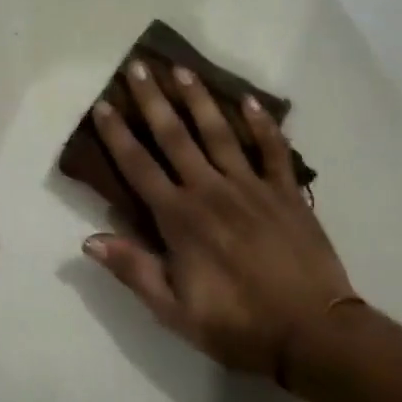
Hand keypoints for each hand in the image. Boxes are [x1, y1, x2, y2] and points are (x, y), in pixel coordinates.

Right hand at [83, 60, 353, 376]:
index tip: (103, 104)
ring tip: (183, 70)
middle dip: (153, 100)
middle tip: (139, 66)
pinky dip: (263, 124)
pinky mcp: (286, 192)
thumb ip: (134, 270)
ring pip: (219, 133)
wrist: (312, 334)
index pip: (139, 167)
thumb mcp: (174, 311)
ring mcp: (251, 187)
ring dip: (199, 99)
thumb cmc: (238, 326)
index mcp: (180, 218)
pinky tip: (251, 100)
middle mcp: (210, 190)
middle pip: (175, 136)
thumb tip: (89, 239)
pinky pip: (273, 150)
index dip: (117, 135)